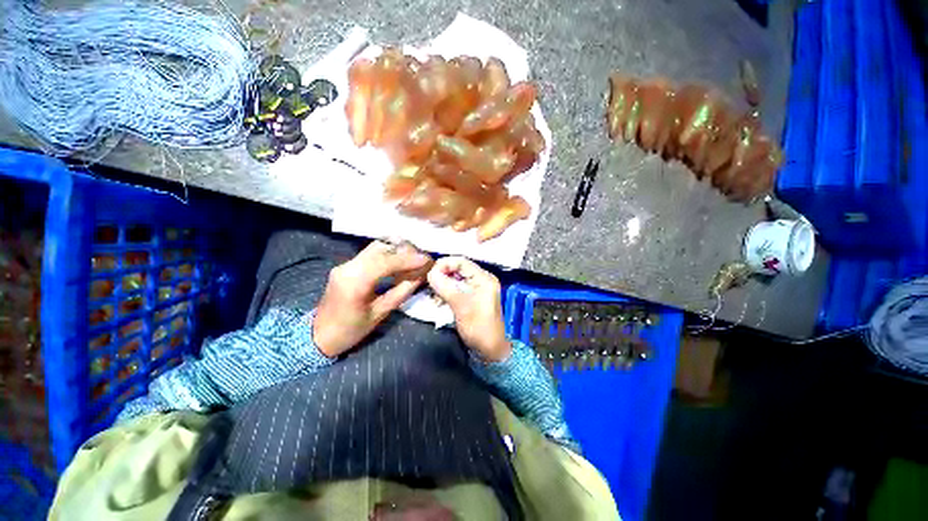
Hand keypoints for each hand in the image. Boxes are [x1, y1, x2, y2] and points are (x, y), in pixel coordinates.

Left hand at [313, 240, 432, 356]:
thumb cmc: (350, 330)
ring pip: (376, 248)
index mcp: (354, 282)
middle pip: (381, 248)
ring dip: (397, 251)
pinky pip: (371, 254)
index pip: (386, 261)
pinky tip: (399, 264)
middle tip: (421, 260)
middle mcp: (347, 267)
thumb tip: (421, 276)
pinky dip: (388, 256)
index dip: (409, 259)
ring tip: (413, 261)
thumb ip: (402, 291)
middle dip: (404, 251)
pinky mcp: (346, 266)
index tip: (427, 260)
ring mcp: (345, 264)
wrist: (318, 336)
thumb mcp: (380, 313)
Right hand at [426, 256, 510, 361]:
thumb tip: (430, 273)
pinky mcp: (474, 296)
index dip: (444, 264)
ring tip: (433, 293)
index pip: (461, 261)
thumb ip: (445, 287)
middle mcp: (482, 279)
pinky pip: (458, 287)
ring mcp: (478, 287)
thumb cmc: (479, 327)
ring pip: (457, 278)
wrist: (491, 349)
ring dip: (444, 283)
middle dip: (443, 274)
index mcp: (484, 278)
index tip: (430, 273)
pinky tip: (439, 299)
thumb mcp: (461, 306)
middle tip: (429, 283)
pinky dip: (448, 291)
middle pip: (459, 268)